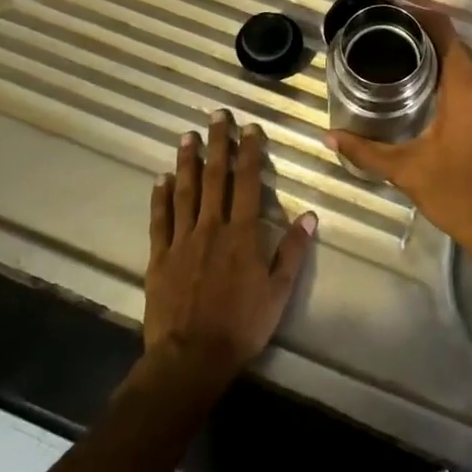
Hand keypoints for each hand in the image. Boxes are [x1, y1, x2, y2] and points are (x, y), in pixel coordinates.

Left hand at [144, 112, 316, 384]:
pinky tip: (161, 179)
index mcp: (242, 233)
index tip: (249, 128)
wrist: (191, 357)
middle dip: (217, 144)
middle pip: (215, 177)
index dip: (249, 152)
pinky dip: (161, 197)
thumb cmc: (242, 325)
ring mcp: (182, 240)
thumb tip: (310, 215)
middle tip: (216, 115)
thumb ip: (292, 251)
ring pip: (185, 192)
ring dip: (187, 162)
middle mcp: (212, 227)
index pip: (247, 182)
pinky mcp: (160, 257)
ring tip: (187, 136)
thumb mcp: (279, 291)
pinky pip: (160, 220)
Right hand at [326, 11, 471, 287]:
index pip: (443, 29)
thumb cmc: (460, 194)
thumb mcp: (407, 170)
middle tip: (388, 45)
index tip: (389, 16)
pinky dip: (460, 80)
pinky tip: (436, 96)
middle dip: (425, 40)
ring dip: (443, 61)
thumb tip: (330, 136)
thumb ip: (366, 149)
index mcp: (468, 84)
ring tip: (406, 67)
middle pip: (457, 45)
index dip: (417, 16)